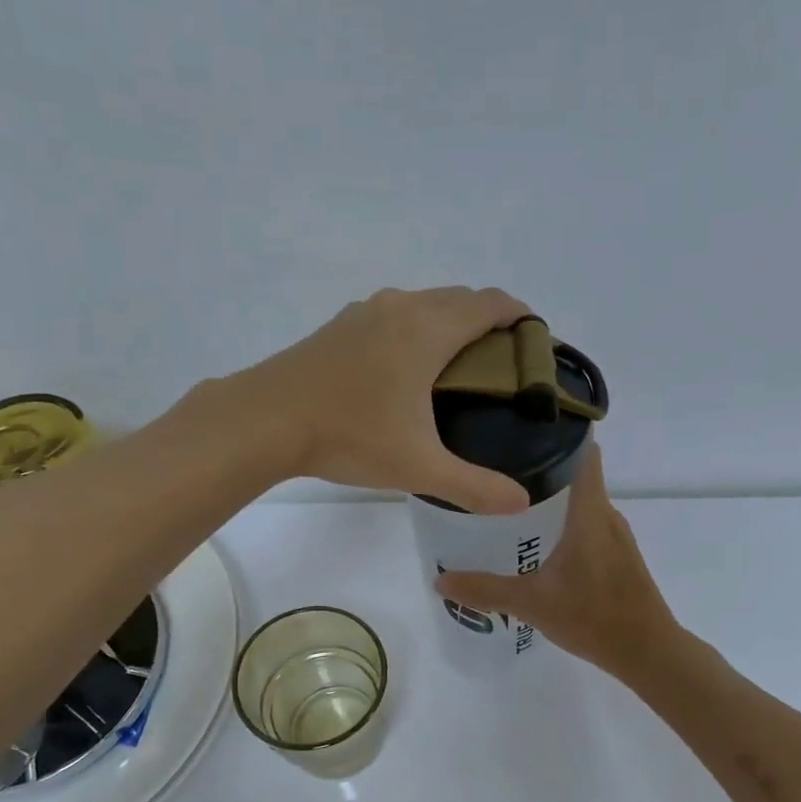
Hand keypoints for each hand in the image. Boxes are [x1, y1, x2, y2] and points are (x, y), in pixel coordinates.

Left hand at [238, 286, 531, 514]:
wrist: (265, 420)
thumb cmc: (349, 436)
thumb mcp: (419, 467)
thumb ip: (474, 486)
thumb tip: (521, 502)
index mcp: (428, 331)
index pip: (489, 304)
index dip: (519, 315)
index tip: (534, 340)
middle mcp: (401, 308)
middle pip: (460, 299)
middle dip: (489, 322)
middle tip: (503, 365)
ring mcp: (366, 313)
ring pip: (424, 304)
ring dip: (450, 323)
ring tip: (460, 368)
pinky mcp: (340, 326)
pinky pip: (395, 316)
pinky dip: (417, 330)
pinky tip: (407, 371)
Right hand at [435, 447, 678, 680]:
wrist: (647, 652)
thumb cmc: (594, 617)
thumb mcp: (532, 603)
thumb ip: (486, 590)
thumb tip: (440, 582)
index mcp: (590, 512)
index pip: (582, 453)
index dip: (557, 435)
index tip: (520, 432)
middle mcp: (607, 515)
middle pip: (576, 476)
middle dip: (539, 471)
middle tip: (496, 474)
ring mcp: (616, 537)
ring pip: (581, 504)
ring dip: (551, 501)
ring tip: (508, 507)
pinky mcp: (619, 557)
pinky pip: (588, 526)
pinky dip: (564, 525)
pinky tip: (537, 545)